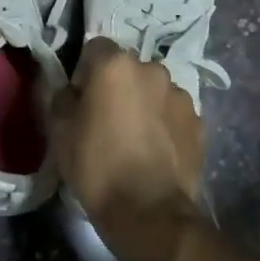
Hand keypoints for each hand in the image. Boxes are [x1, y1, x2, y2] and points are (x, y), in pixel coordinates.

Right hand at [50, 39, 205, 260]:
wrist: (148, 212)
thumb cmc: (96, 166)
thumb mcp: (60, 132)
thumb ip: (63, 99)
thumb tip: (72, 92)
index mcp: (115, 66)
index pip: (95, 48)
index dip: (84, 72)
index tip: (80, 99)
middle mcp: (152, 70)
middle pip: (128, 69)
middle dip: (117, 87)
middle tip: (106, 119)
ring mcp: (181, 96)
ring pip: (154, 91)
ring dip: (144, 104)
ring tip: (135, 139)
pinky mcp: (199, 123)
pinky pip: (174, 114)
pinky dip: (165, 125)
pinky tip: (155, 153)